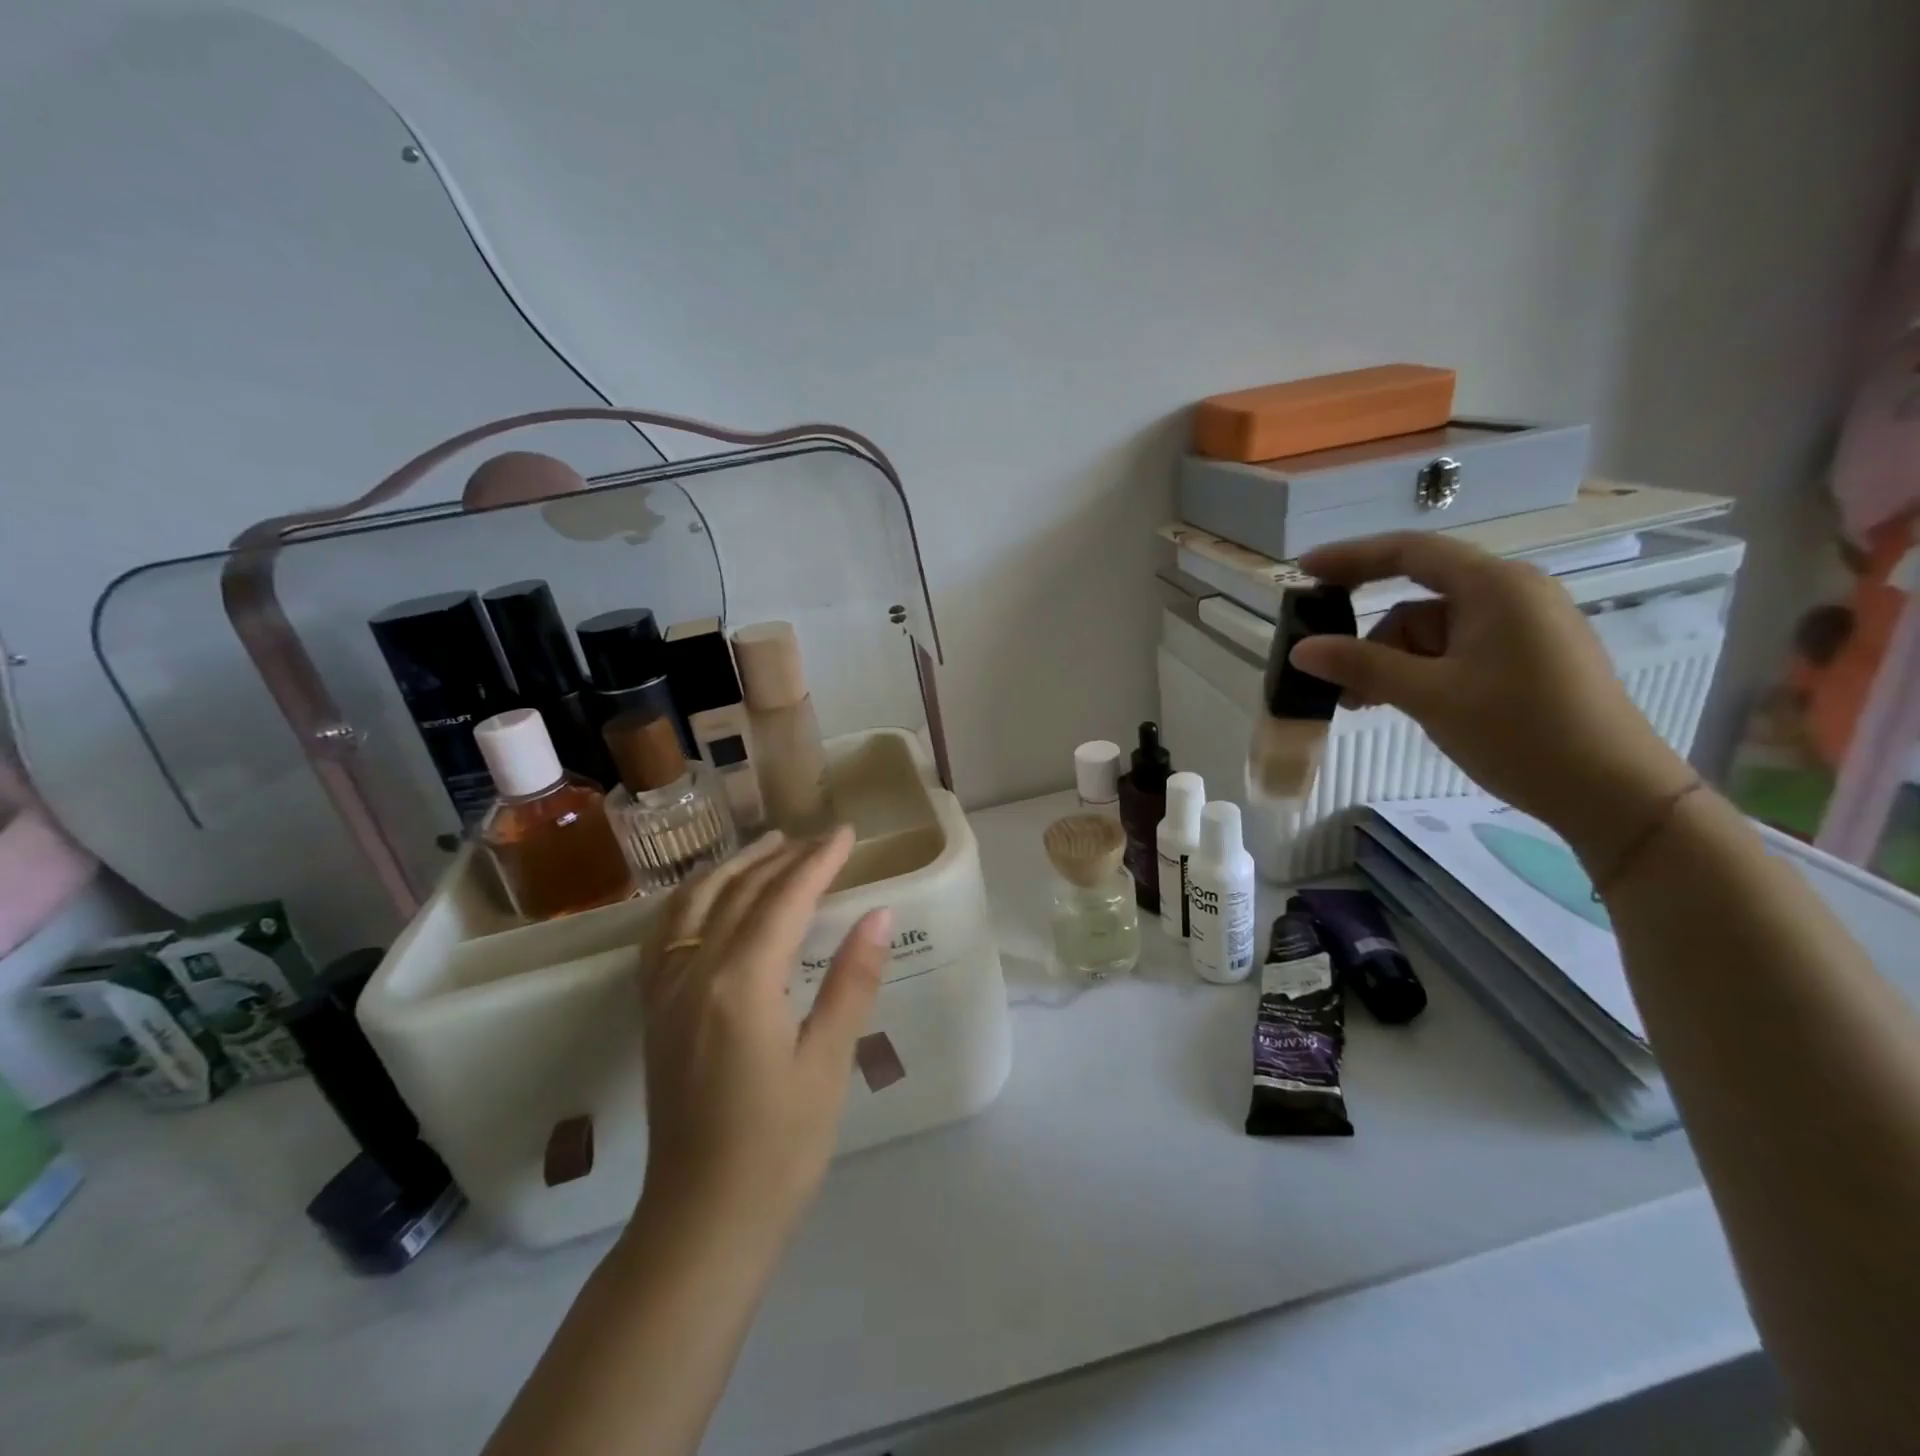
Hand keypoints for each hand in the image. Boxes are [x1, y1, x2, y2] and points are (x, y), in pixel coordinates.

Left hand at [634, 827, 890, 1240]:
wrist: (702, 1222)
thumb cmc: (780, 1147)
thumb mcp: (828, 1063)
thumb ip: (851, 981)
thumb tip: (879, 913)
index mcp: (741, 983)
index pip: (784, 900)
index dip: (818, 862)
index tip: (846, 834)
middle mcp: (694, 973)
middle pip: (739, 892)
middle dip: (781, 857)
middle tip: (818, 837)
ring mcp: (665, 991)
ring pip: (695, 903)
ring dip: (734, 868)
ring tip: (767, 846)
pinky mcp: (653, 1012)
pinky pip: (665, 934)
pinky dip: (691, 899)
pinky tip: (707, 897)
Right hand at [1288, 532, 1697, 861]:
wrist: (1613, 792)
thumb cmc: (1520, 732)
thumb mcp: (1429, 696)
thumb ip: (1361, 665)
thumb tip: (1301, 649)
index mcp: (1495, 586)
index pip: (1409, 552)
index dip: (1351, 557)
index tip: (1303, 571)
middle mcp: (1512, 594)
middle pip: (1417, 600)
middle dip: (1370, 638)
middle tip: (1330, 674)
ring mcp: (1522, 627)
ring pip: (1431, 632)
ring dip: (1392, 664)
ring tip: (1365, 706)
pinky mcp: (1526, 658)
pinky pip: (1454, 652)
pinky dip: (1420, 673)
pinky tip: (1400, 703)